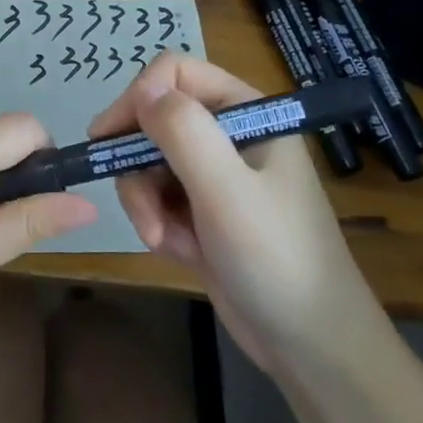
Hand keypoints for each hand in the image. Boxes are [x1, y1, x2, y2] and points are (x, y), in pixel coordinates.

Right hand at [91, 53, 387, 372]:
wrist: (312, 348)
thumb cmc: (276, 258)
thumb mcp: (226, 191)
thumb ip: (183, 132)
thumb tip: (143, 89)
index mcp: (247, 112)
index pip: (176, 74)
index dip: (140, 97)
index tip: (110, 137)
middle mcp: (229, 134)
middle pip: (155, 120)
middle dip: (138, 164)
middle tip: (137, 205)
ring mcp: (216, 174)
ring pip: (149, 161)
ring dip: (145, 200)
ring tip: (161, 239)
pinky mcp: (204, 211)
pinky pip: (159, 197)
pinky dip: (158, 222)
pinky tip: (178, 252)